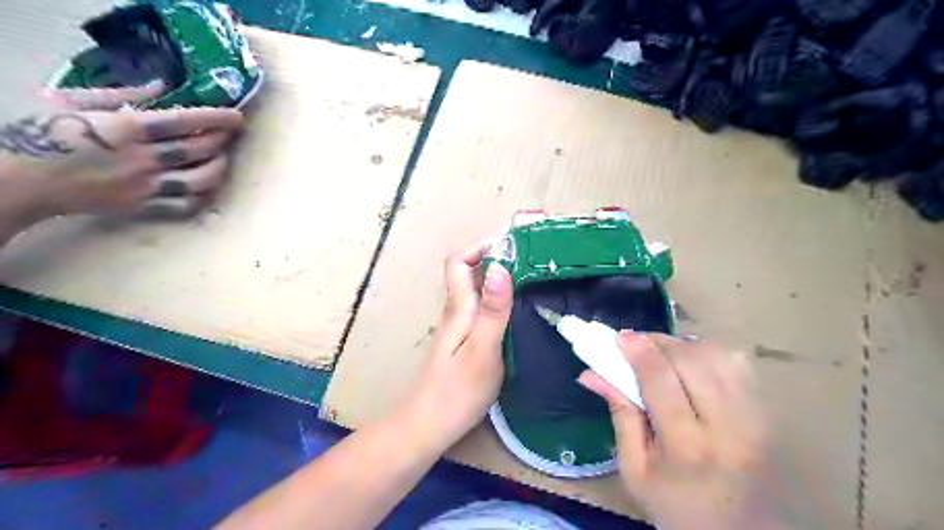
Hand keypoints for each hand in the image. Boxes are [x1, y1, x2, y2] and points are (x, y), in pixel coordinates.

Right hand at [0, 80, 245, 223]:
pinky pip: (186, 206)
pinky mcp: (143, 208)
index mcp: (125, 129)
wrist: (21, 180)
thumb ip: (122, 94)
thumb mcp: (74, 102)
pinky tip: (207, 186)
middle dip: (222, 139)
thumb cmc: (42, 134)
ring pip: (201, 180)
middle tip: (231, 133)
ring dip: (219, 168)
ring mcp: (146, 187)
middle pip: (198, 150)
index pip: (184, 121)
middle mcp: (143, 159)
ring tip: (221, 157)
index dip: (216, 118)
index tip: (236, 116)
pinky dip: (204, 196)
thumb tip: (162, 86)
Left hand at [402, 243, 513, 452]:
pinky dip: (497, 303)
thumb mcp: (483, 349)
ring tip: (530, 285)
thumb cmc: (457, 391)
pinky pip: (480, 311)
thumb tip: (500, 267)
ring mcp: (458, 329)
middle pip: (469, 274)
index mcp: (458, 308)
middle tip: (531, 265)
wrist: (428, 427)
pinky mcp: (463, 343)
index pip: (458, 262)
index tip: (511, 248)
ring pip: (476, 293)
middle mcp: (455, 312)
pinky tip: (517, 316)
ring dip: (498, 282)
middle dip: (496, 261)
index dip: (479, 248)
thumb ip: (493, 310)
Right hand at [585, 334, 789, 529]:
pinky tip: (691, 363)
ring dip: (683, 345)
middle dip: (659, 342)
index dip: (639, 352)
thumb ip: (619, 415)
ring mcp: (753, 418)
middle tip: (637, 343)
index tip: (621, 338)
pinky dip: (708, 353)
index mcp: (686, 447)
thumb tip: (591, 373)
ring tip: (662, 353)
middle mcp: (727, 427)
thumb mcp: (634, 469)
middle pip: (691, 360)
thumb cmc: (675, 504)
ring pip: (717, 355)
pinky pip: (737, 364)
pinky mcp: (766, 413)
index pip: (661, 381)